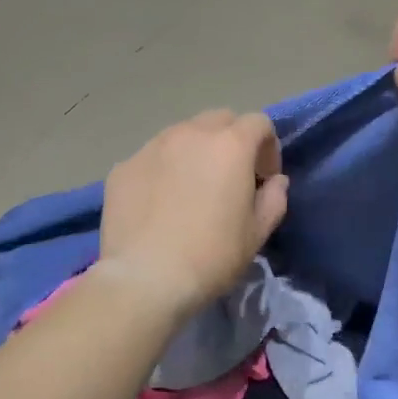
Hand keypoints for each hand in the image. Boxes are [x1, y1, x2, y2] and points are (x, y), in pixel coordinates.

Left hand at [100, 110, 289, 320]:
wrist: (145, 279)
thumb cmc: (212, 256)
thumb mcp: (257, 233)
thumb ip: (274, 199)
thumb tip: (274, 182)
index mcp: (230, 145)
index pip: (259, 123)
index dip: (268, 147)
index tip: (264, 179)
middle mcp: (190, 134)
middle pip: (219, 120)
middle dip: (232, 141)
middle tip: (230, 177)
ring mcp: (151, 147)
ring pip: (182, 134)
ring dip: (195, 152)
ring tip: (192, 188)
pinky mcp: (123, 167)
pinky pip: (152, 157)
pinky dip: (163, 170)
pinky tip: (160, 204)